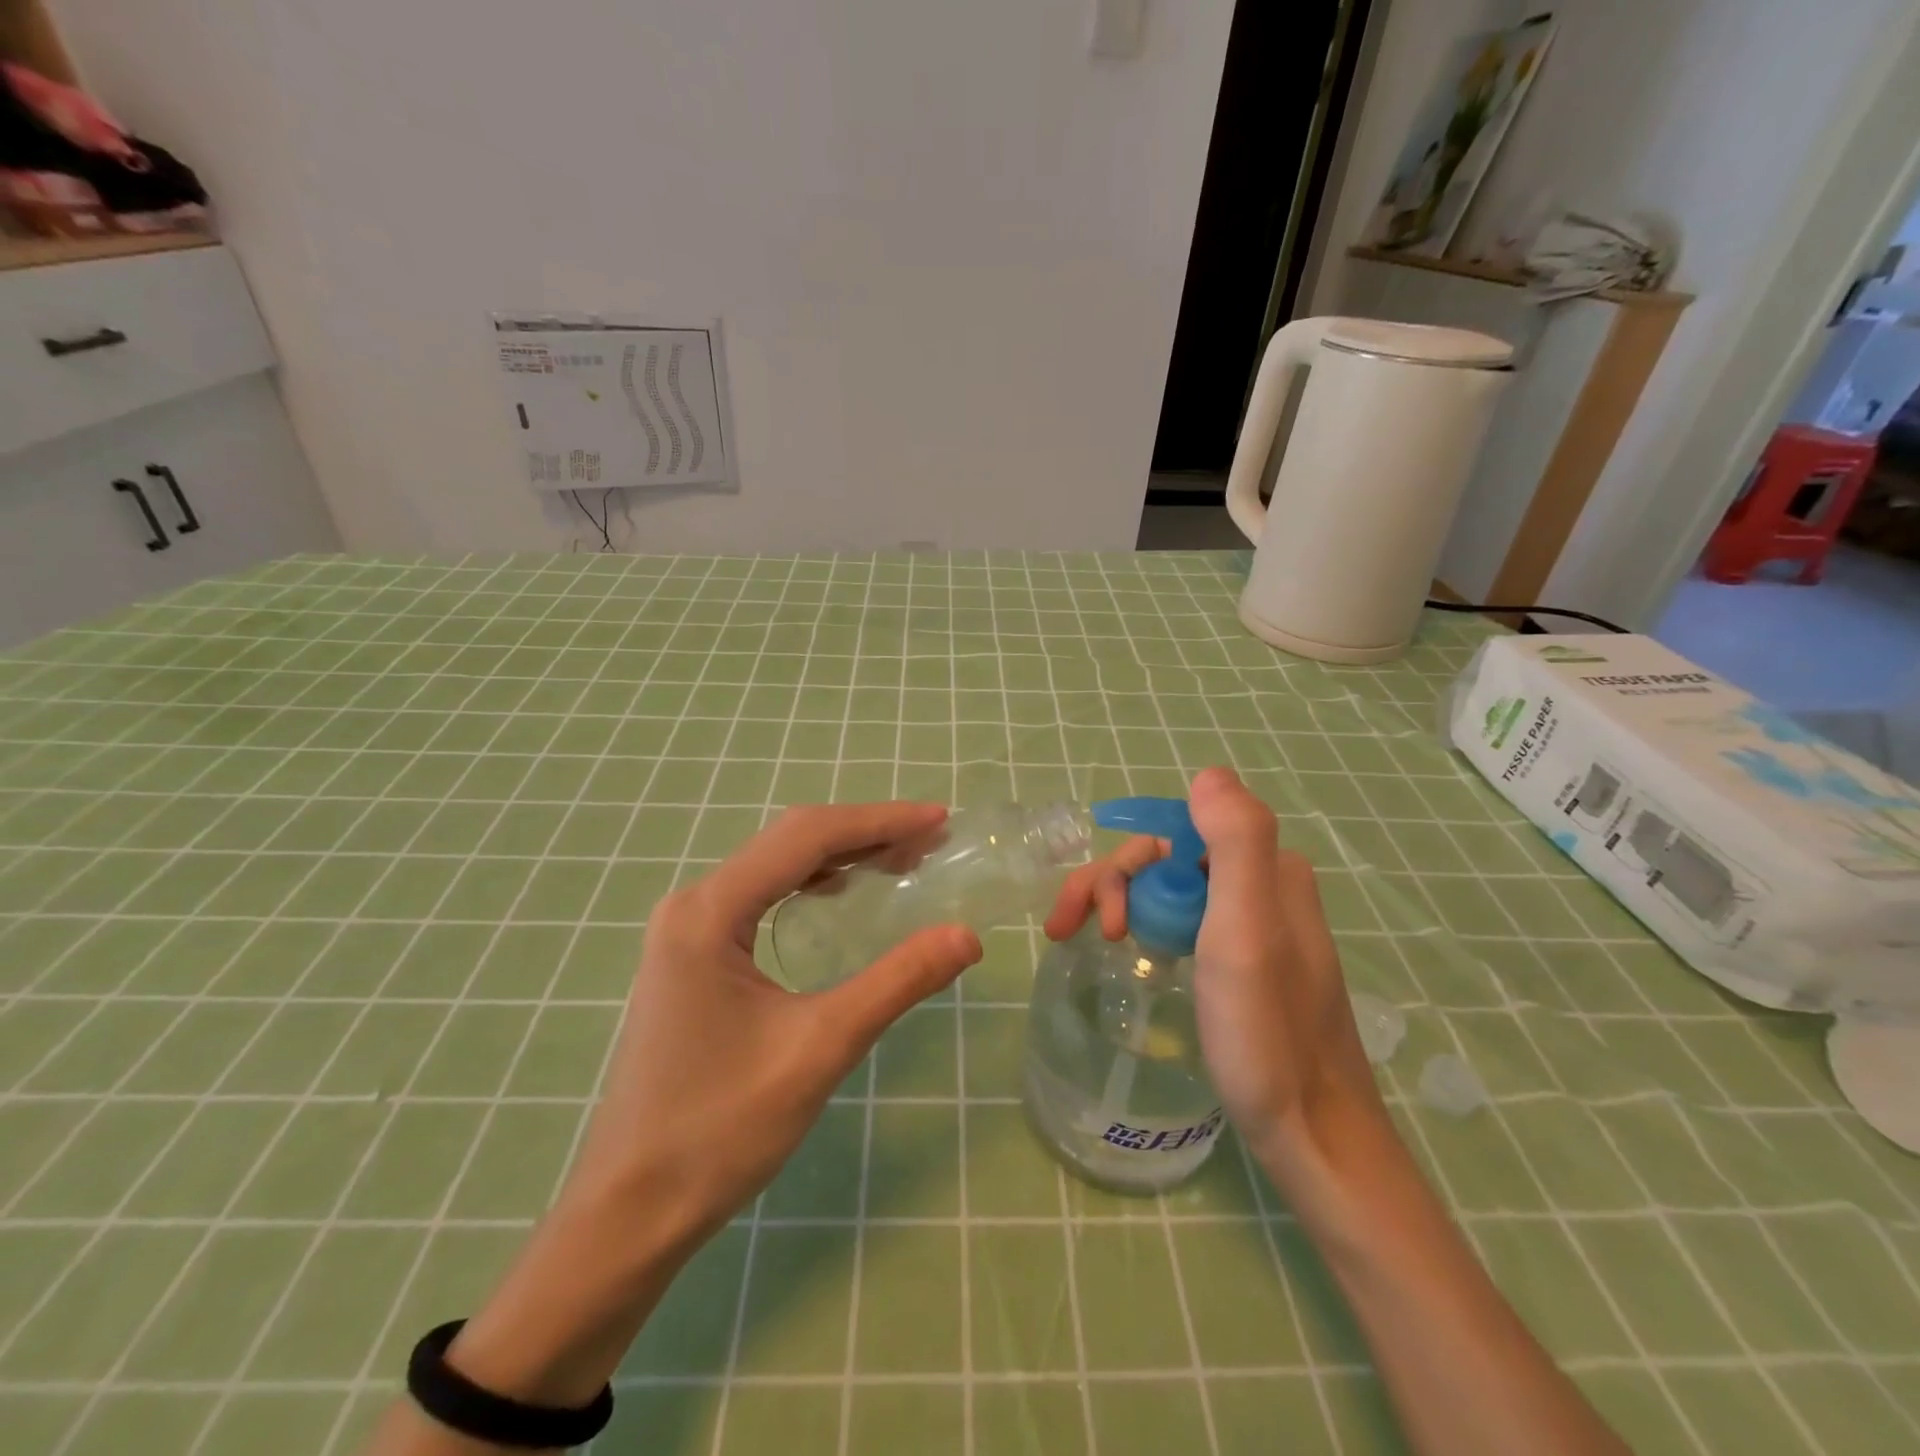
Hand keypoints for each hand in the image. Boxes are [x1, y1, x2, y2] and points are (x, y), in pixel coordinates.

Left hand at [411, 803, 981, 1432]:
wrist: (628, 1212)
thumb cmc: (719, 1130)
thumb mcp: (820, 1049)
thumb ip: (896, 982)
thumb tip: (966, 936)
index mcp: (711, 913)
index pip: (806, 838)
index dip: (879, 821)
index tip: (939, 819)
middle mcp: (693, 905)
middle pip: (789, 841)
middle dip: (864, 834)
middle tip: (930, 841)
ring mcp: (687, 929)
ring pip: (775, 866)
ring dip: (839, 855)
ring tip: (900, 862)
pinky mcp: (691, 955)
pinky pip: (760, 896)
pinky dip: (810, 884)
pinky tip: (840, 895)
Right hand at [1044, 770, 1383, 1177]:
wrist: (1315, 1138)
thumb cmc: (1269, 1036)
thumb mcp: (1248, 932)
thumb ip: (1238, 842)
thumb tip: (1208, 774)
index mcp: (1267, 869)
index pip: (1173, 834)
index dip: (1124, 866)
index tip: (1099, 921)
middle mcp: (1263, 885)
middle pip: (1167, 861)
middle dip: (1112, 886)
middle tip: (1074, 934)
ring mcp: (1255, 925)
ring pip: (1171, 890)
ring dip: (1123, 904)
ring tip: (1091, 946)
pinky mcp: (1246, 961)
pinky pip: (1185, 921)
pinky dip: (1147, 927)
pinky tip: (1132, 955)